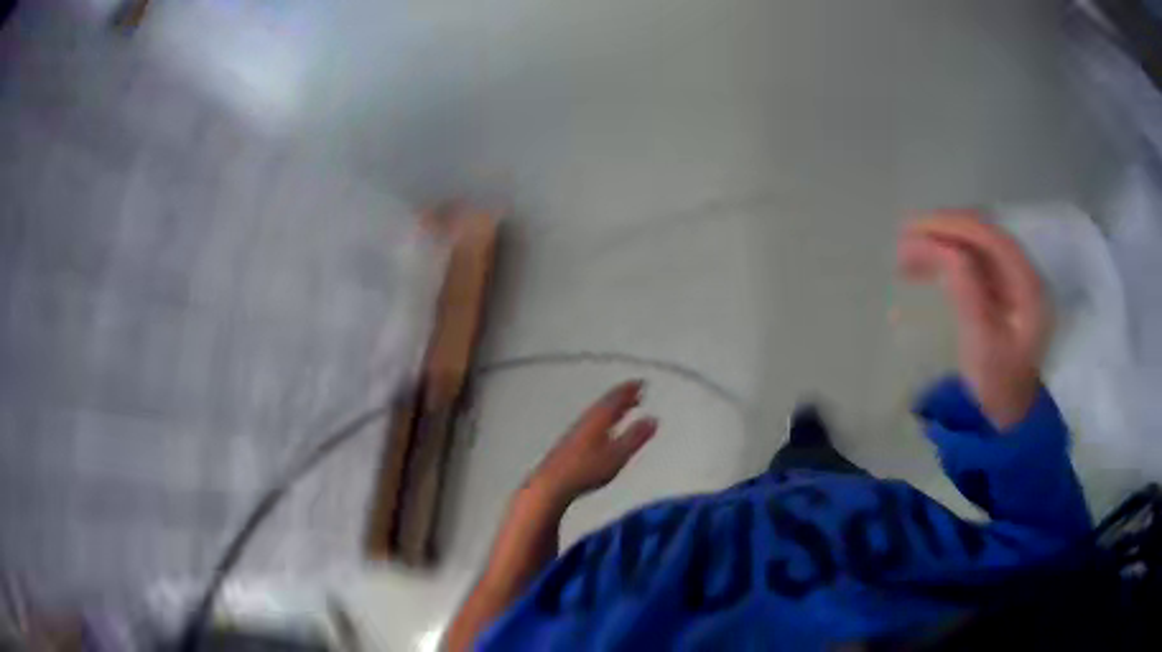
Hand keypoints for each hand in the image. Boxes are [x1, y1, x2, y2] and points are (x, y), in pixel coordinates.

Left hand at [526, 381, 657, 506]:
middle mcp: (586, 420)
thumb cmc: (585, 469)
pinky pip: (590, 424)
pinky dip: (602, 420)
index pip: (616, 397)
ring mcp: (575, 432)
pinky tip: (603, 432)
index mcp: (598, 418)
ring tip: (623, 409)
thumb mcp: (617, 455)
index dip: (629, 389)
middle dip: (622, 397)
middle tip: (634, 392)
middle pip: (606, 403)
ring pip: (597, 414)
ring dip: (612, 408)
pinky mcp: (569, 445)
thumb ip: (636, 437)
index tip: (640, 382)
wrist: (552, 484)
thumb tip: (653, 420)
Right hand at [898, 211, 1051, 429]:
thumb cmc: (997, 385)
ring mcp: (1014, 280)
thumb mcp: (981, 342)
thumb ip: (966, 290)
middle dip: (943, 231)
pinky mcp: (1002, 290)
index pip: (989, 237)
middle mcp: (1024, 272)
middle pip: (982, 234)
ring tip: (906, 256)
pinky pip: (974, 261)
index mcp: (1027, 284)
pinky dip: (948, 258)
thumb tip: (939, 247)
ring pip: (976, 245)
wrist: (1010, 414)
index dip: (951, 225)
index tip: (913, 229)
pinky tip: (926, 266)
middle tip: (903, 240)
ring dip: (942, 243)